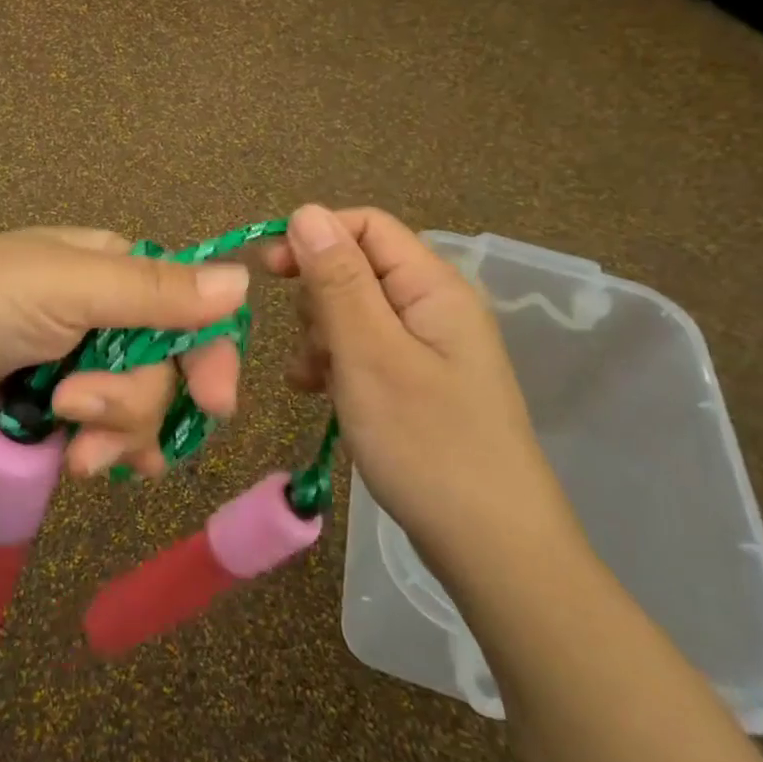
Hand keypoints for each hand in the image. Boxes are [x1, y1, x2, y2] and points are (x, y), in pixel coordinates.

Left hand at [0, 228, 248, 478]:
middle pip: (164, 369)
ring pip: (136, 408)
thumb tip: (244, 280)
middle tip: (78, 416)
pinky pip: (101, 433)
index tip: (213, 404)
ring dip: (115, 434)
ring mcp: (77, 361)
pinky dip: (102, 452)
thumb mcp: (67, 288)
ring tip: (72, 452)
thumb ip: (154, 292)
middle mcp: (104, 312)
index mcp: (113, 270)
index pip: (189, 309)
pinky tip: (87, 467)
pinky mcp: (51, 405)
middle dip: (132, 403)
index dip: (207, 355)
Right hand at [262, 205, 579, 572]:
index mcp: (433, 286)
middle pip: (356, 268)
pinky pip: (364, 351)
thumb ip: (336, 281)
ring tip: (311, 382)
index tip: (268, 272)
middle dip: (316, 298)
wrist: (494, 550)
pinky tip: (319, 395)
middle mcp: (434, 306)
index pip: (365, 226)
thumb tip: (306, 211)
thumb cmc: (428, 444)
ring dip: (320, 337)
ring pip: (353, 312)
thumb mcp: (369, 355)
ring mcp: (428, 348)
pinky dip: (335, 365)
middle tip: (307, 347)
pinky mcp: (418, 382)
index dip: (313, 237)